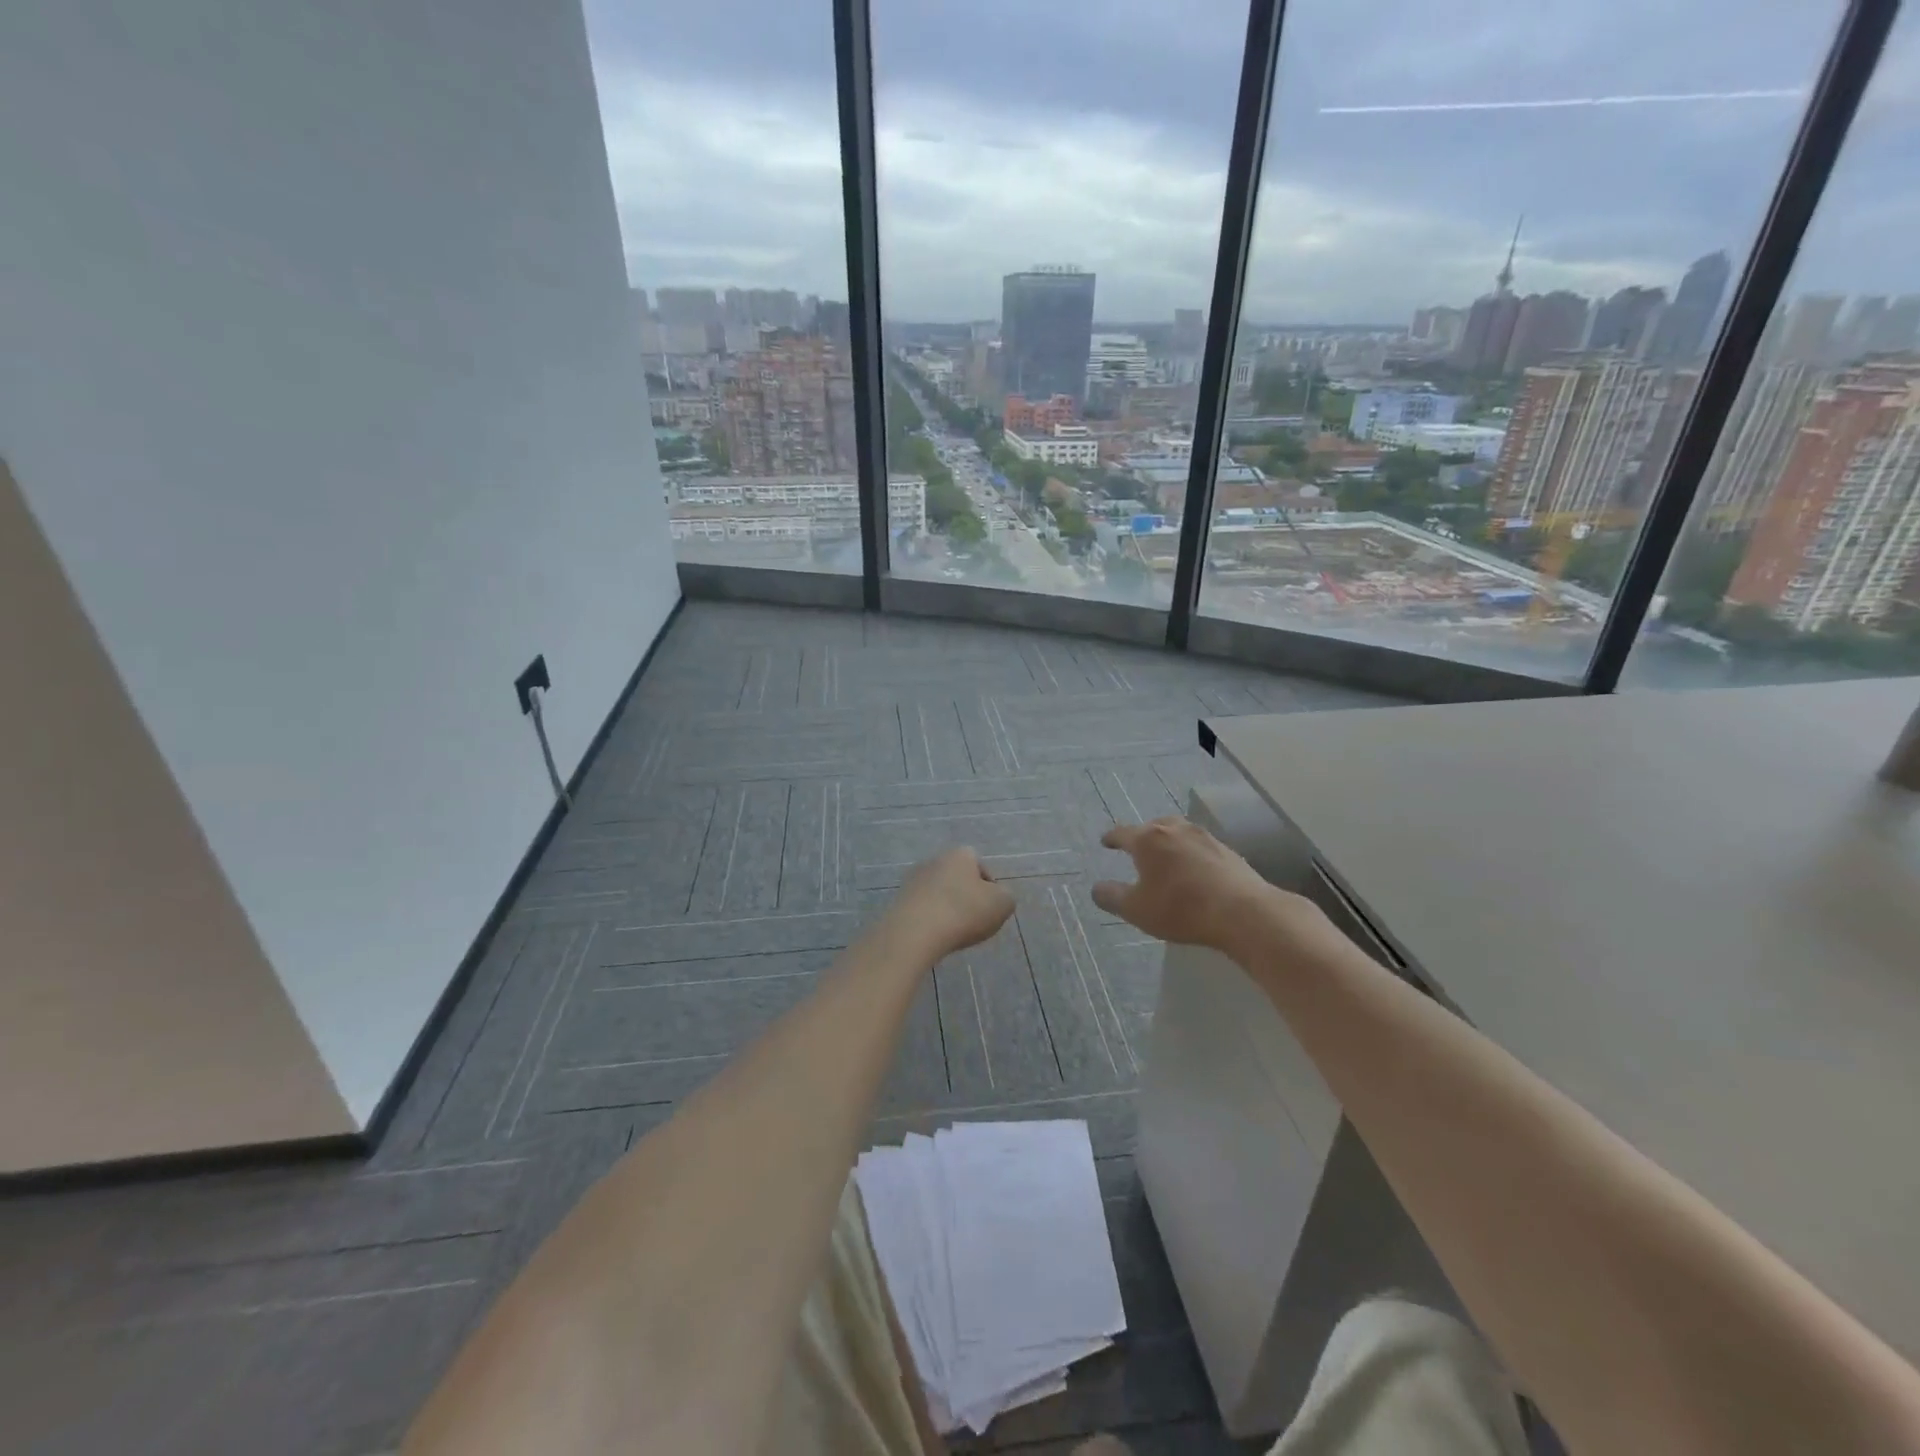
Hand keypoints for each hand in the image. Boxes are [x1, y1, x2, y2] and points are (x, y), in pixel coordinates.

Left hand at [888, 847, 1014, 960]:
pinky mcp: (898, 901)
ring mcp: (913, 880)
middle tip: (974, 922)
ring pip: (939, 894)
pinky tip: (935, 937)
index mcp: (960, 854)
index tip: (991, 909)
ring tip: (954, 933)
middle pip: (958, 879)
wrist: (914, 932)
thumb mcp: (1003, 904)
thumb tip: (997, 897)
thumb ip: (1006, 896)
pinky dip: (930, 921)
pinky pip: (922, 909)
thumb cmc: (964, 912)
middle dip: (966, 898)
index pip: (981, 866)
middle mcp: (934, 860)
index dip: (989, 888)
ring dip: (947, 909)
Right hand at [1092, 817, 1303, 955]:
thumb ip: (1112, 897)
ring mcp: (1204, 837)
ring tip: (1166, 854)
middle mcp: (1175, 830)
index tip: (1105, 841)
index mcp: (1147, 840)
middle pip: (1153, 826)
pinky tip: (1194, 868)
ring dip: (1169, 841)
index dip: (1111, 838)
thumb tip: (1096, 889)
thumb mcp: (1136, 910)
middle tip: (1137, 847)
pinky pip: (1200, 845)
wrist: (1242, 911)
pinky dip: (1190, 852)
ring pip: (1179, 831)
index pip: (1122, 833)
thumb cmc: (1181, 908)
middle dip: (1142, 835)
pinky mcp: (1227, 850)